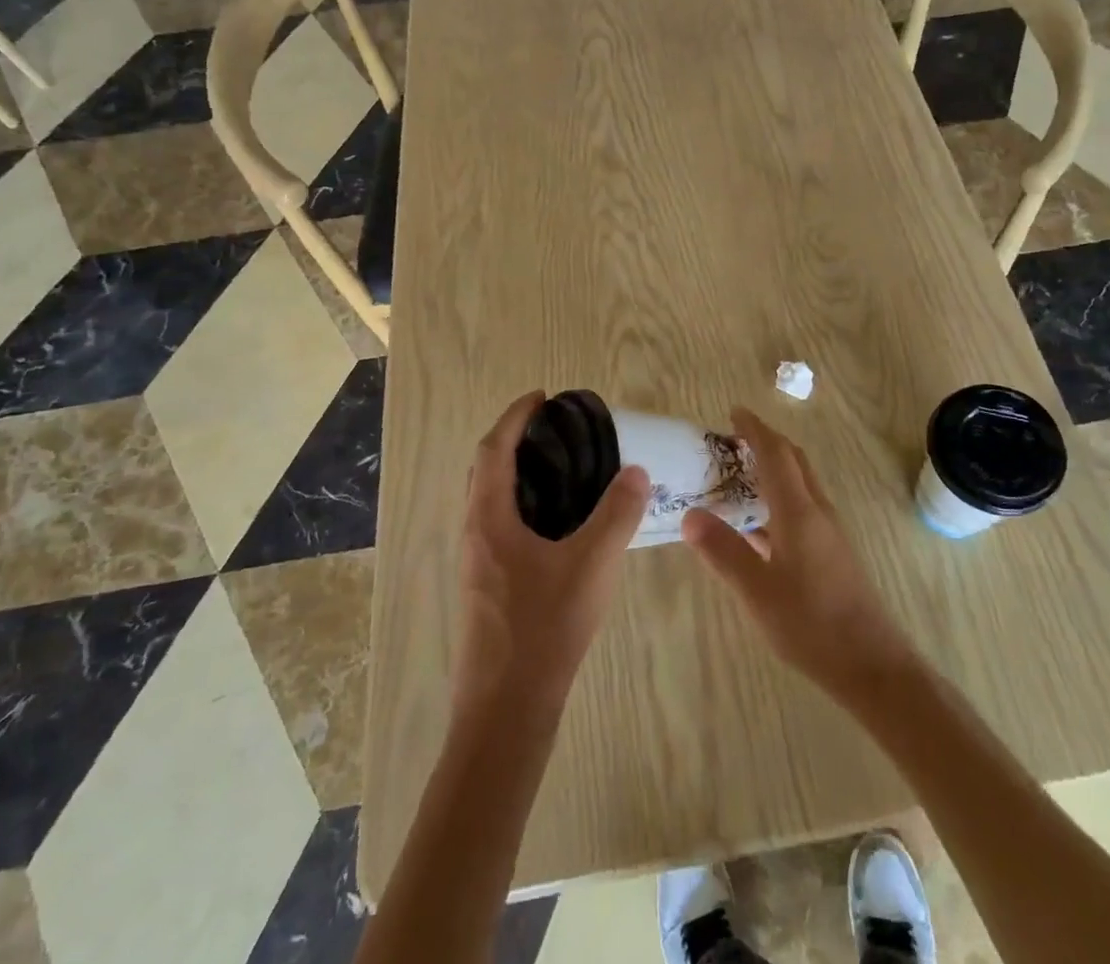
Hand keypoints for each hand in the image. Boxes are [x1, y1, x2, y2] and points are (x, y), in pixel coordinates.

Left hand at [454, 392, 649, 723]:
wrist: (506, 712)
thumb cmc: (544, 630)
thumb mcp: (591, 565)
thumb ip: (617, 514)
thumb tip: (635, 471)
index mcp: (488, 519)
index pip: (494, 449)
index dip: (516, 416)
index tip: (543, 397)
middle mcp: (473, 534)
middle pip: (485, 470)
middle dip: (513, 440)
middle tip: (555, 431)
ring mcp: (475, 563)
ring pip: (489, 500)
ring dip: (516, 474)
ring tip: (561, 470)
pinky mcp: (485, 587)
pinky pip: (497, 525)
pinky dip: (520, 504)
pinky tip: (557, 525)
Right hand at [682, 407, 917, 705]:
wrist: (871, 664)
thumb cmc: (811, 623)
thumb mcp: (757, 590)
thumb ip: (723, 551)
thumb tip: (690, 515)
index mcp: (799, 511)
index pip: (775, 454)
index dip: (754, 429)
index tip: (733, 412)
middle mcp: (817, 511)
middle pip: (793, 461)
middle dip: (765, 443)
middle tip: (732, 440)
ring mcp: (828, 533)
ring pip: (799, 485)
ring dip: (772, 471)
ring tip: (738, 477)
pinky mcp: (832, 553)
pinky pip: (801, 509)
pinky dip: (777, 500)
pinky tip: (757, 527)